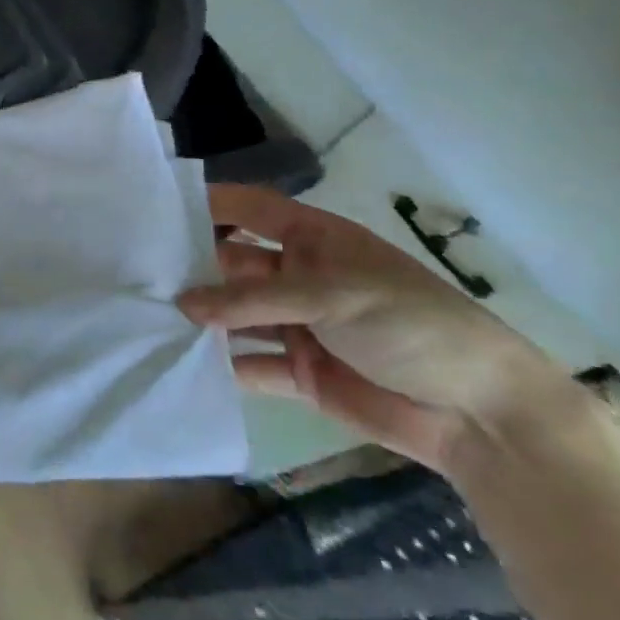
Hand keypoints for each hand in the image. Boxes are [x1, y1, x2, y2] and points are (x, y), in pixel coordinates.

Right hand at [178, 184, 566, 471]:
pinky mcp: (299, 372)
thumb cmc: (414, 326)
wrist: (483, 416)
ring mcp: (298, 326)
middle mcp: (299, 278)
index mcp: (316, 242)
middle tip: (136, 269)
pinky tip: (179, 361)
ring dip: (200, 317)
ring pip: (234, 315)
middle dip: (191, 266)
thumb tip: (181, 304)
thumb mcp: (333, 296)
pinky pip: (248, 363)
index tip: (154, 207)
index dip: (209, 203)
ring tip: (144, 315)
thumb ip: (252, 300)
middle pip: (233, 263)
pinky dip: (219, 364)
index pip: (252, 210)